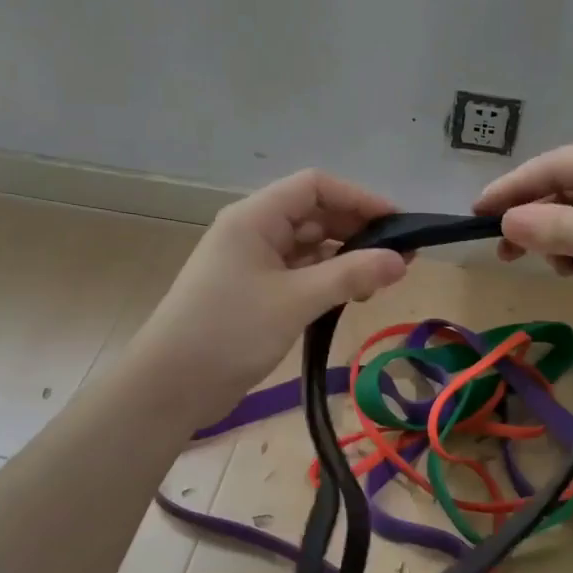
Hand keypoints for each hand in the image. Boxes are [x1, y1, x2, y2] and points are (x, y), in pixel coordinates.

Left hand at [133, 169, 408, 403]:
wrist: (171, 385)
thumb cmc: (230, 331)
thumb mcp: (296, 300)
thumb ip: (350, 275)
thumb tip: (401, 261)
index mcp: (255, 218)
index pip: (314, 186)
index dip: (358, 198)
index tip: (398, 223)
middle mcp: (253, 232)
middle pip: (314, 215)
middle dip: (357, 231)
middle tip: (400, 258)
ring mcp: (252, 264)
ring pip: (308, 247)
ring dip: (345, 259)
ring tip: (380, 282)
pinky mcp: (255, 293)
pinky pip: (299, 274)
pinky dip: (327, 281)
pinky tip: (351, 297)